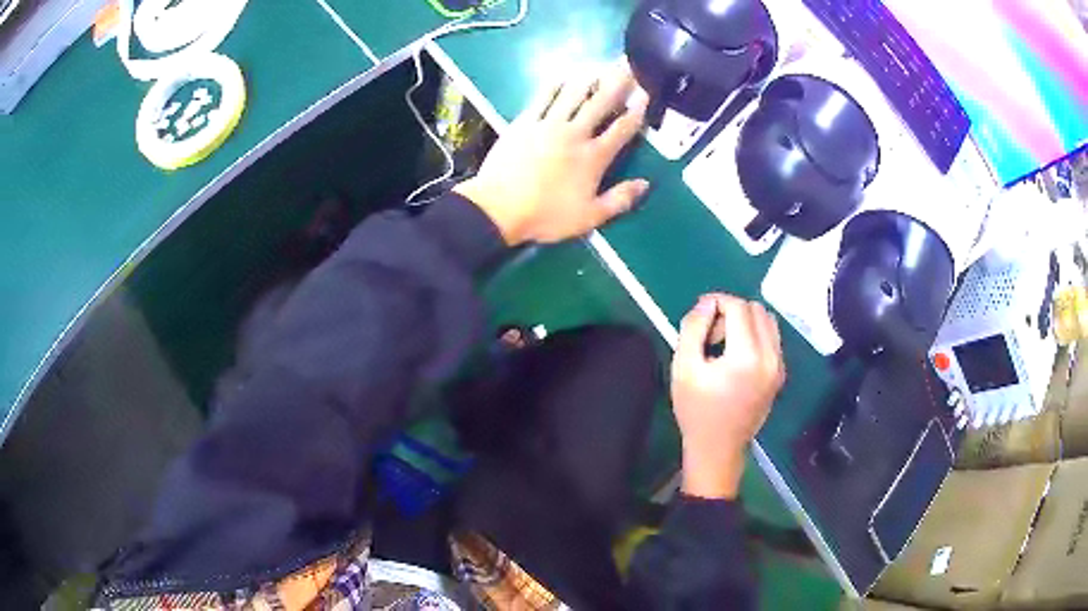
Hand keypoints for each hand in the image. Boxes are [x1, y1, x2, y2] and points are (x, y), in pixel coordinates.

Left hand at [454, 61, 650, 245]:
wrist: (499, 209)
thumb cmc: (546, 216)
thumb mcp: (589, 217)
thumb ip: (619, 200)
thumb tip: (646, 184)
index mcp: (594, 157)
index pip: (622, 129)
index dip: (637, 112)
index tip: (646, 95)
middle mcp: (575, 134)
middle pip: (601, 103)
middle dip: (618, 82)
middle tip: (628, 63)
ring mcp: (548, 124)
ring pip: (573, 94)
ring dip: (589, 78)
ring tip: (599, 65)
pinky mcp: (525, 122)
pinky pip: (543, 97)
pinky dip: (554, 85)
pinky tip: (562, 76)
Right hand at [671, 294, 785, 499]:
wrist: (718, 448)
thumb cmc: (696, 411)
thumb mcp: (683, 368)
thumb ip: (693, 328)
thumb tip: (707, 303)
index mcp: (747, 356)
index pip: (738, 307)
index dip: (717, 302)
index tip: (700, 315)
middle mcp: (770, 357)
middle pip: (756, 309)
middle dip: (731, 311)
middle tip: (710, 334)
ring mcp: (779, 366)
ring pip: (768, 321)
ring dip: (745, 320)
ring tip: (724, 342)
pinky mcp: (780, 374)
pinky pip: (772, 338)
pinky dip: (755, 334)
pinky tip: (737, 355)